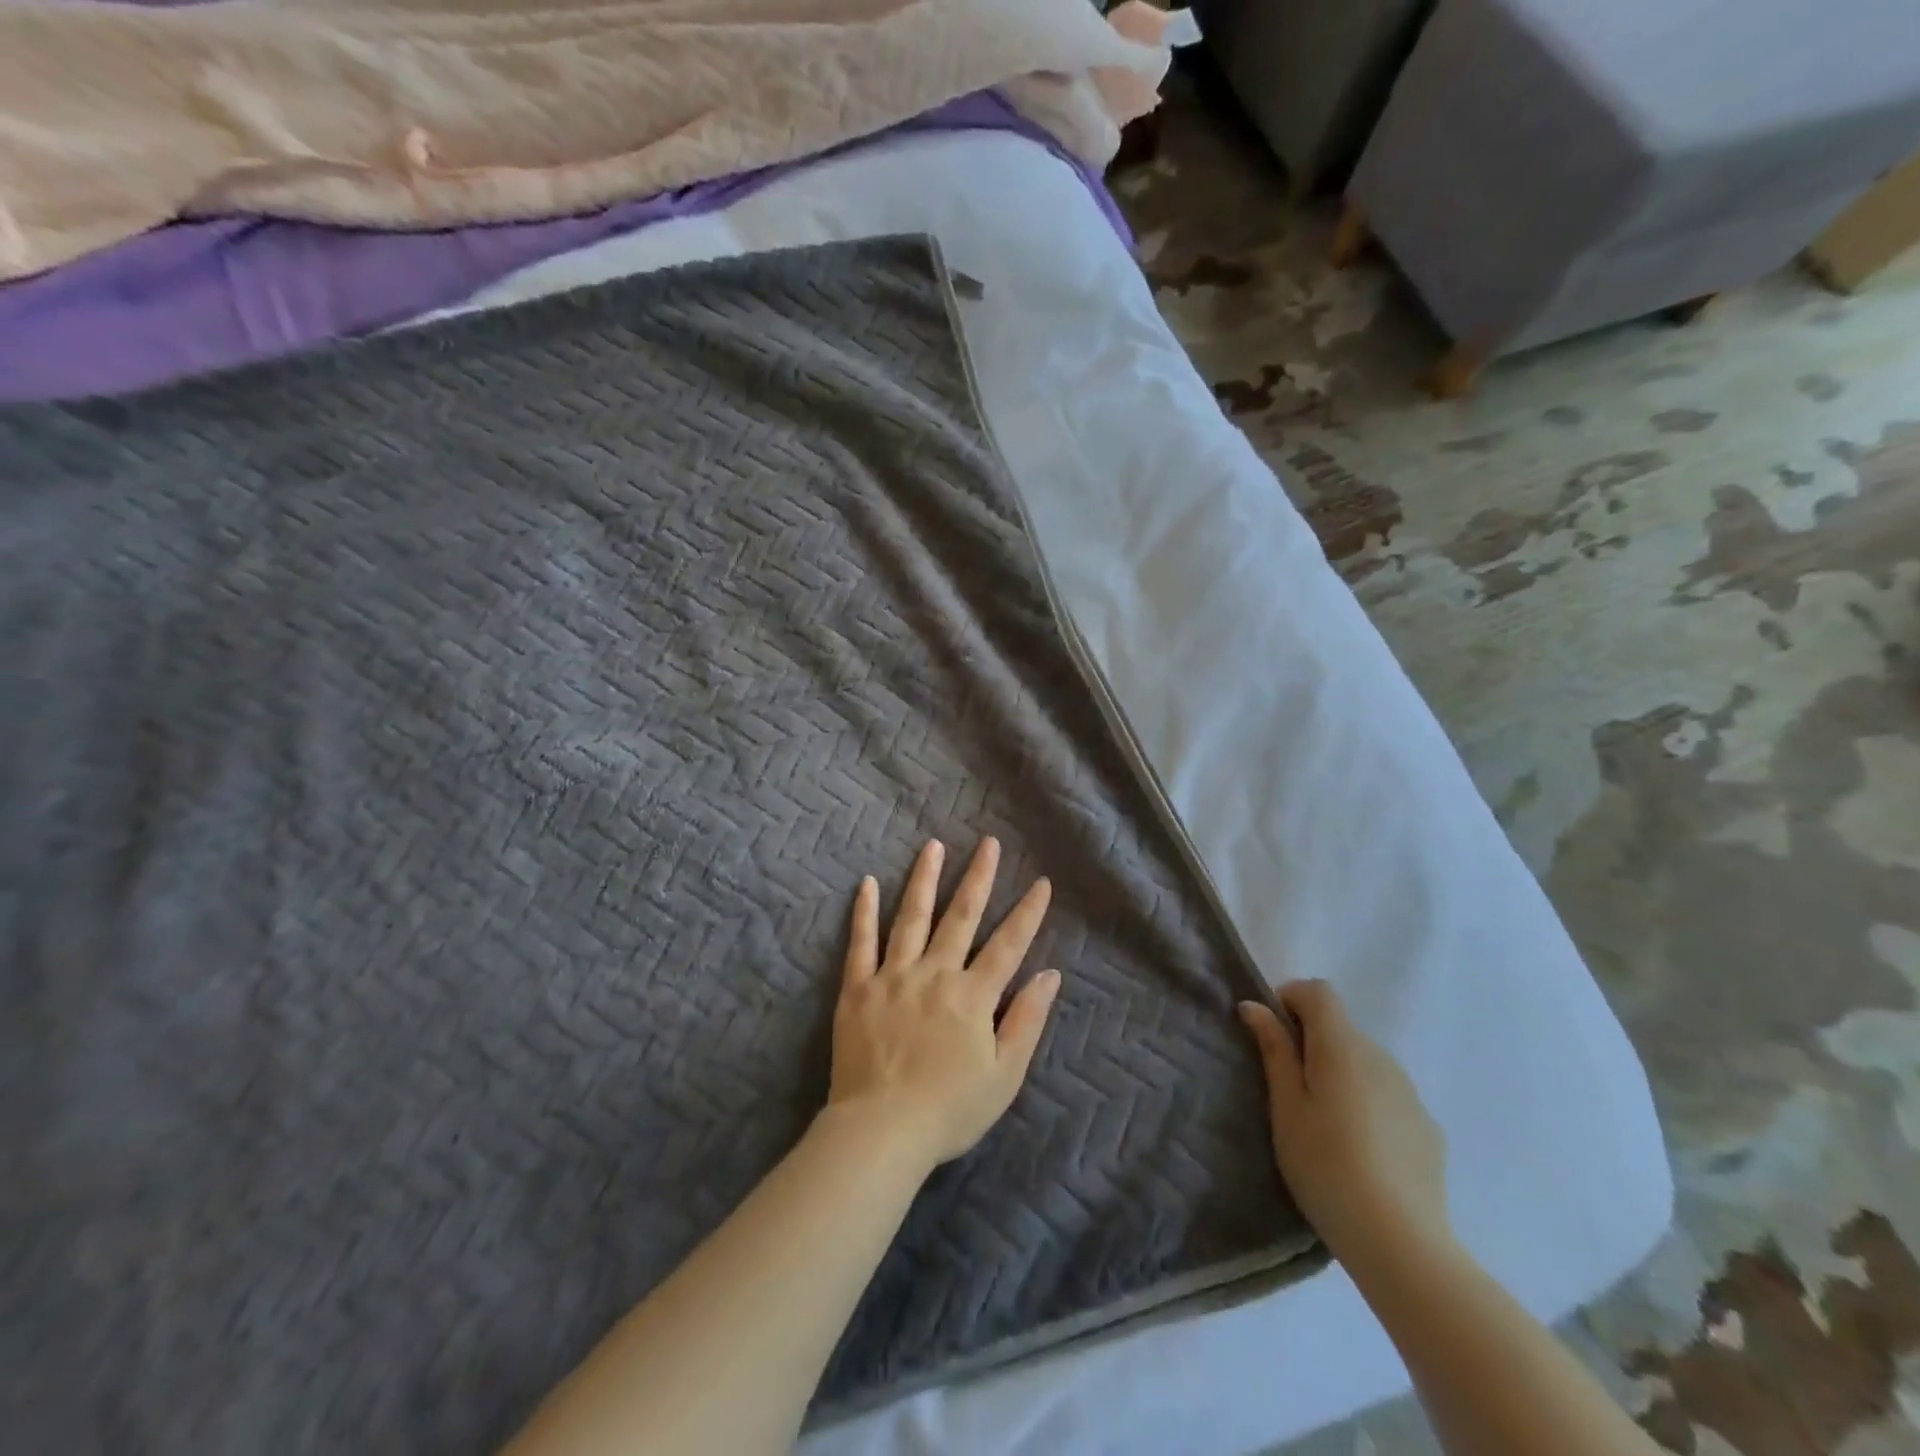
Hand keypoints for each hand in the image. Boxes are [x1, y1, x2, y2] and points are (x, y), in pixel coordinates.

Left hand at [826, 837, 1061, 1168]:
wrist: (881, 1132)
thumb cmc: (949, 1109)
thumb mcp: (1004, 1075)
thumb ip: (1027, 1020)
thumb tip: (1050, 974)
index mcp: (972, 996)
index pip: (1008, 945)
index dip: (1027, 913)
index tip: (1041, 882)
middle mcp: (935, 974)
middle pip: (961, 917)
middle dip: (978, 877)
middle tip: (987, 843)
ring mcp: (893, 976)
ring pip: (912, 917)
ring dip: (924, 879)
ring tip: (933, 846)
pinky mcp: (858, 988)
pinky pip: (861, 942)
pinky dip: (864, 911)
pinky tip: (866, 882)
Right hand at [1238, 981, 1448, 1266]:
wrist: (1402, 1244)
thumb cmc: (1326, 1166)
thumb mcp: (1286, 1107)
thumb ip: (1274, 1050)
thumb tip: (1255, 1006)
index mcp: (1342, 1046)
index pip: (1318, 991)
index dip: (1290, 1000)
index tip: (1270, 1035)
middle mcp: (1381, 1056)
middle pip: (1340, 1027)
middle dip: (1310, 1042)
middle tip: (1287, 1089)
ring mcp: (1409, 1093)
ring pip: (1364, 1062)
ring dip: (1339, 1073)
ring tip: (1323, 1125)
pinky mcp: (1427, 1127)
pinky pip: (1386, 1095)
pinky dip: (1366, 1102)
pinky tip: (1359, 1151)